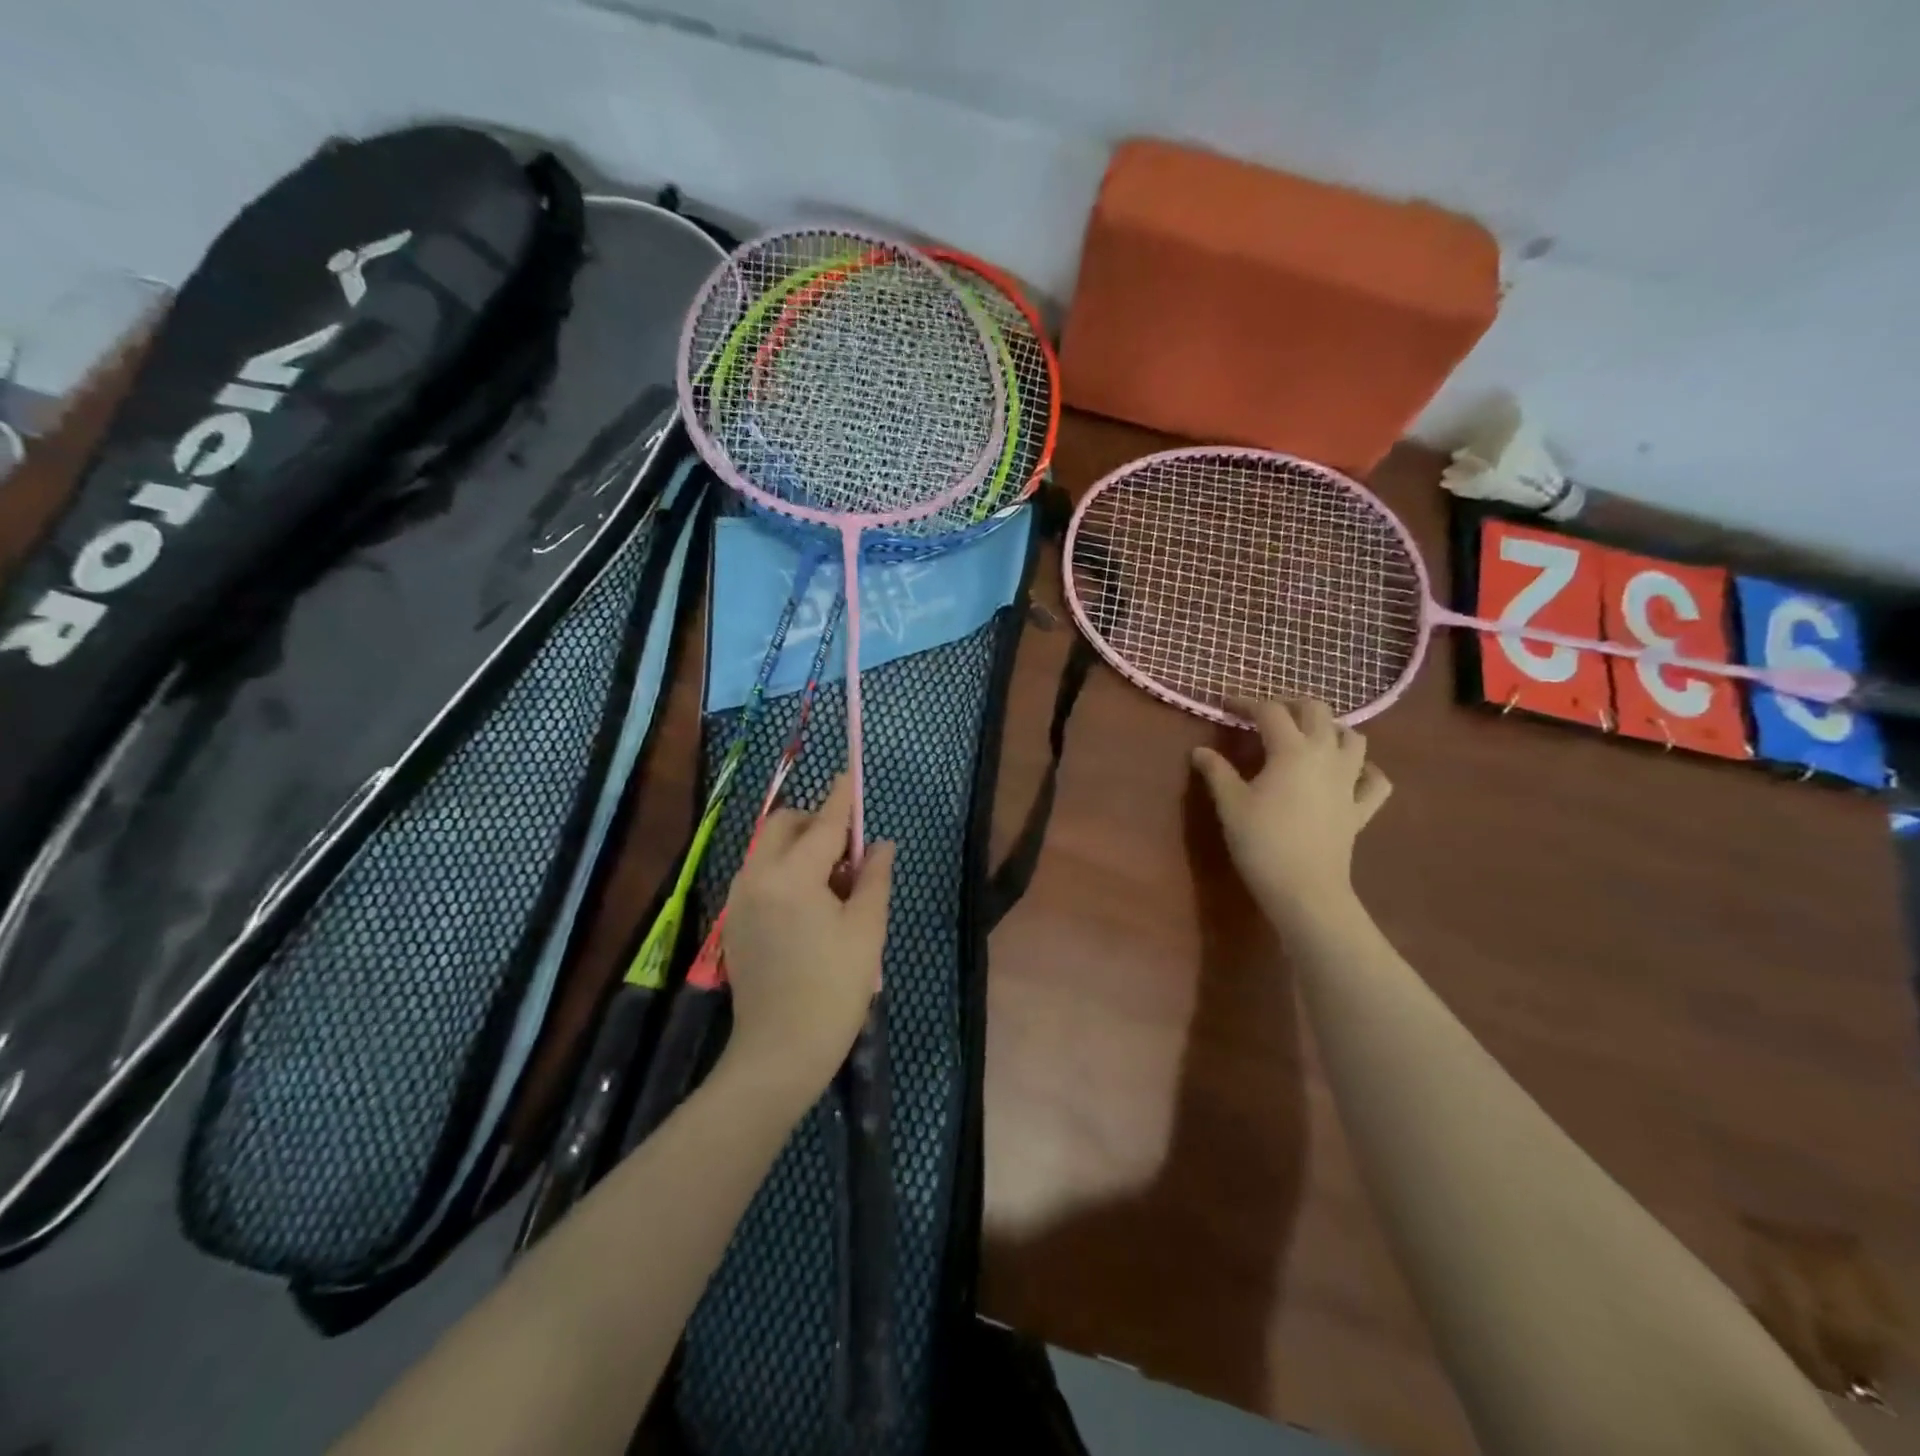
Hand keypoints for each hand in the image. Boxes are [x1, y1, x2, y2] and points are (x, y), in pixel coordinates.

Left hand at [718, 775, 895, 1097]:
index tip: (850, 775)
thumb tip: (879, 845)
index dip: (842, 798)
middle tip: (848, 851)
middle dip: (816, 822)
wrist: (779, 1052)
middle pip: (784, 824)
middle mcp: (757, 876)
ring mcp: (739, 898)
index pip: (824, 823)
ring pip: (768, 848)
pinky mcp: (734, 919)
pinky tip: (808, 903)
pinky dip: (784, 869)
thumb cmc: (833, 989)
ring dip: (799, 846)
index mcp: (793, 876)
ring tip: (832, 882)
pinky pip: (760, 873)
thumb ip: (874, 877)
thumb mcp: (866, 930)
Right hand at [1191, 699, 1391, 924]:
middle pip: (1317, 711)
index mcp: (1292, 750)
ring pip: (1354, 738)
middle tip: (1267, 715)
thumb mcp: (1230, 804)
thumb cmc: (1262, 842)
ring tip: (1309, 736)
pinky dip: (1365, 770)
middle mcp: (1326, 755)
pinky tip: (1351, 773)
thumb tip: (1200, 751)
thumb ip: (1216, 771)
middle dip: (1291, 705)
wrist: (1304, 889)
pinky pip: (1375, 780)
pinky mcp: (1361, 809)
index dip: (1246, 703)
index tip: (1226, 706)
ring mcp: (1349, 782)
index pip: (1270, 711)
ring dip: (1331, 729)